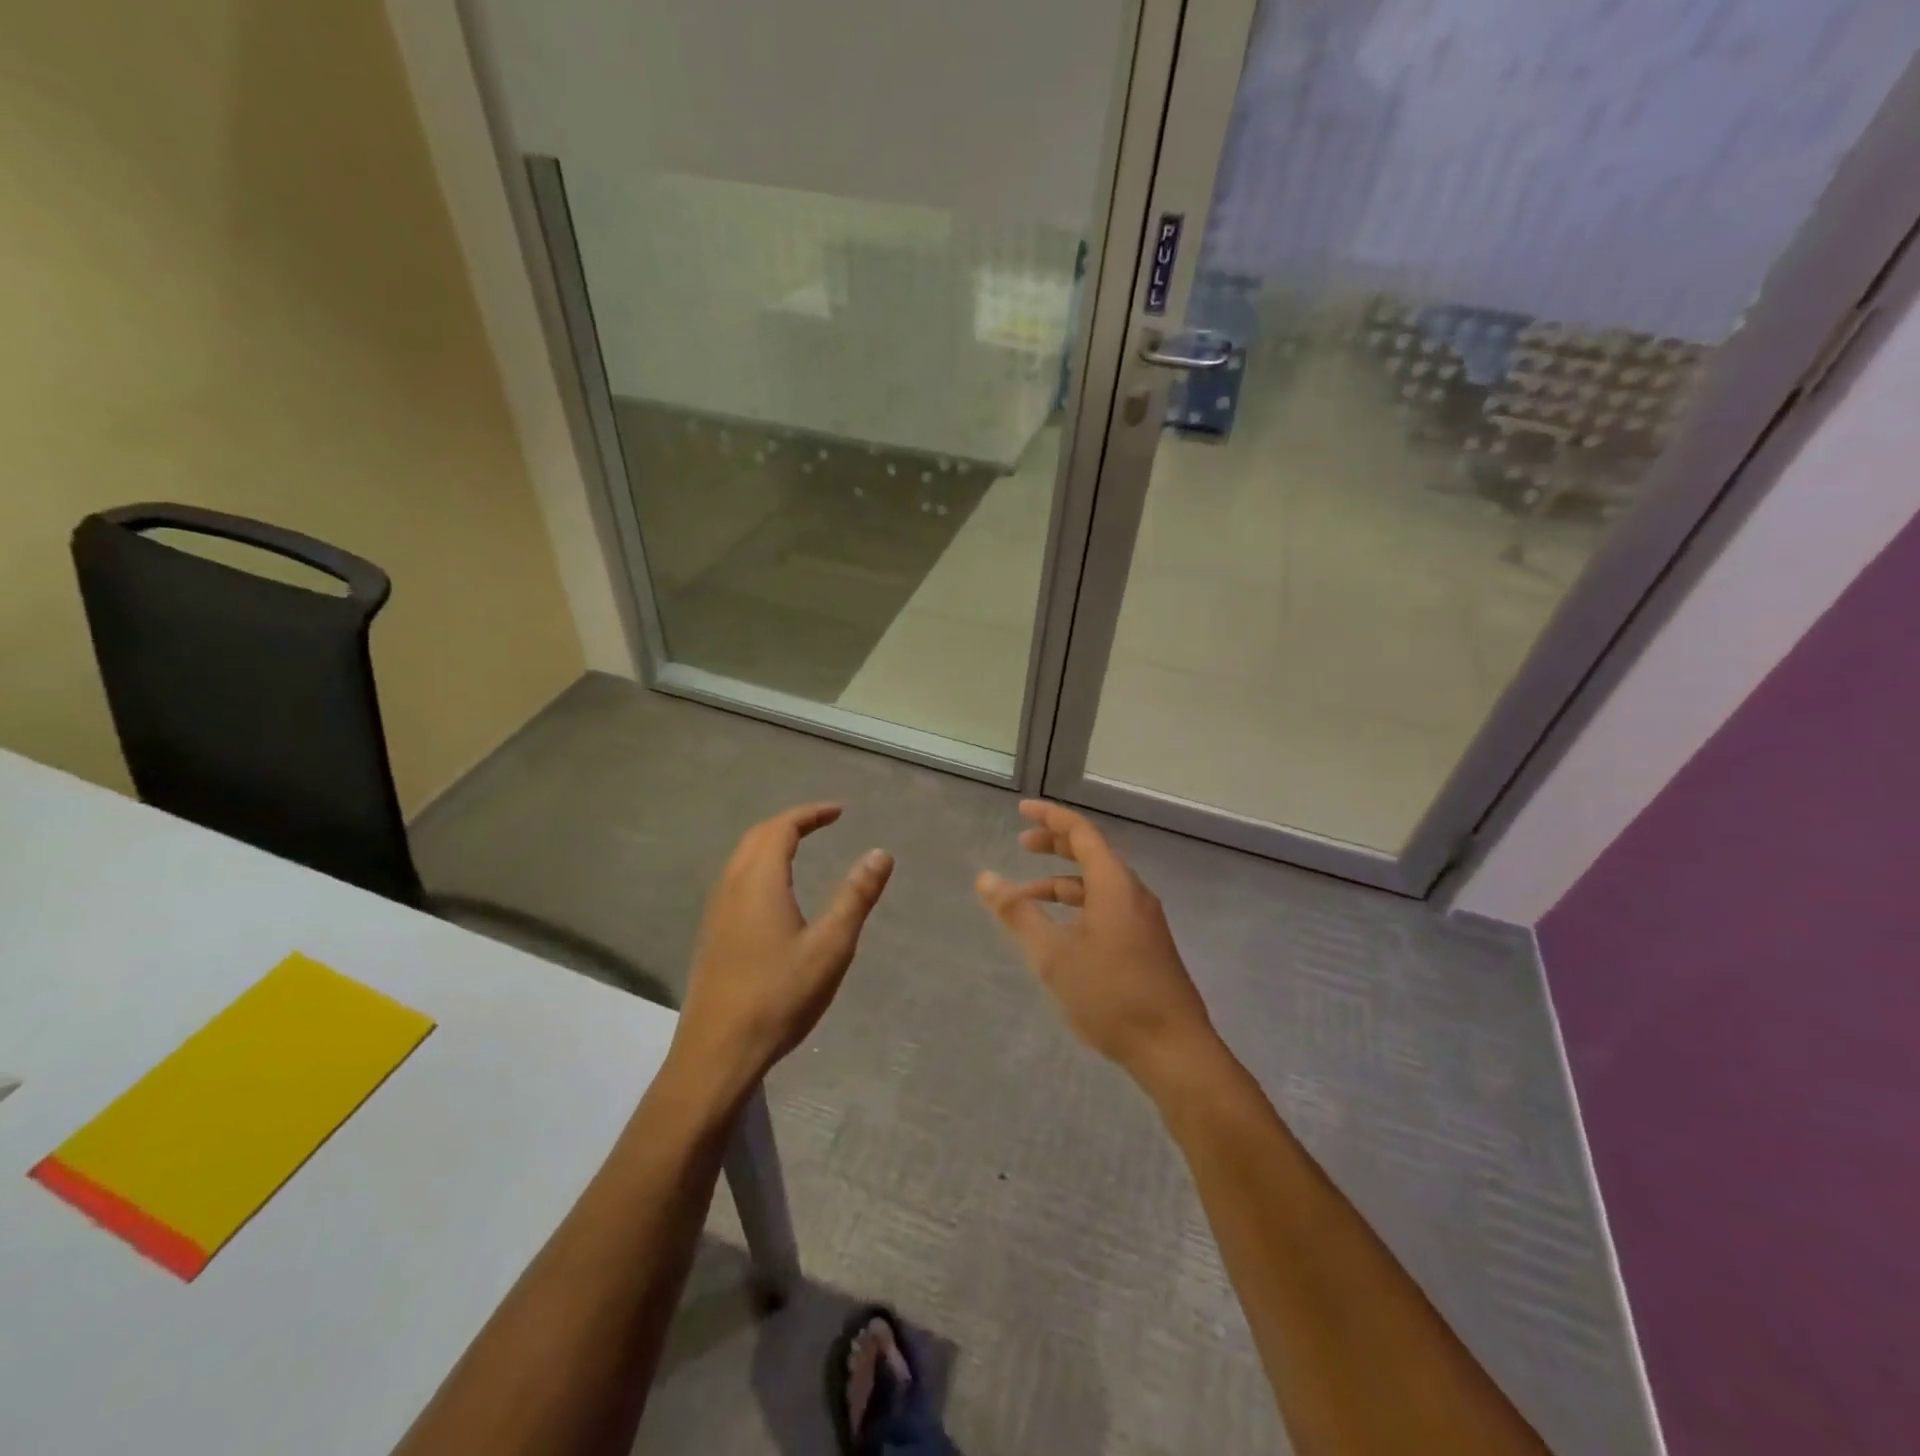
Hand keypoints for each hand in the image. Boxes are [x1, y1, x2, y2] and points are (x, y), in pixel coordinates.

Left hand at [672, 803, 892, 1103]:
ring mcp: (716, 911)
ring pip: (741, 859)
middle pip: (757, 837)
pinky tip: (774, 893)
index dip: (810, 814)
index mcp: (759, 880)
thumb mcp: (831, 946)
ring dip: (770, 843)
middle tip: (822, 823)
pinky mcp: (711, 935)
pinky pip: (735, 880)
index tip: (839, 811)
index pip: (781, 828)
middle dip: (790, 823)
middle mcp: (731, 886)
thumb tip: (880, 853)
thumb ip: (856, 896)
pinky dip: (759, 866)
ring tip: (800, 848)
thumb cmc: (780, 995)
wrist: (718, 1051)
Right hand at [976, 801, 1217, 1088]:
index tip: (1022, 810)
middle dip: (1055, 845)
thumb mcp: (1054, 955)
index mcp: (1114, 884)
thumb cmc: (1111, 996)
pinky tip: (1061, 931)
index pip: (1081, 832)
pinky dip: (1079, 905)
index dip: (1050, 817)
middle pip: (1091, 853)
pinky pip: (1108, 906)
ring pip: (1098, 884)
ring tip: (1027, 897)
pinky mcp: (1146, 943)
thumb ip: (1018, 914)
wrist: (1173, 1049)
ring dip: (1063, 881)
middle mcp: (1132, 893)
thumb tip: (985, 878)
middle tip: (1021, 844)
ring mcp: (1143, 919)